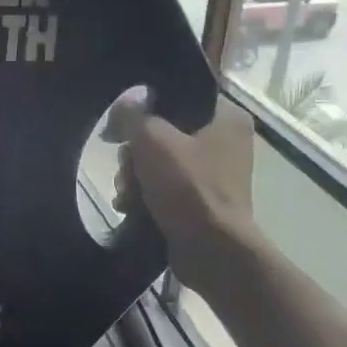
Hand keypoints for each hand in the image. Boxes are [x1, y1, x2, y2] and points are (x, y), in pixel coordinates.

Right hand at [106, 94, 256, 294]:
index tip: (120, 126)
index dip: (144, 108)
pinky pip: (164, 188)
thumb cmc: (188, 188)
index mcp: (226, 117)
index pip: (178, 96)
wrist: (212, 250)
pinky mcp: (200, 202)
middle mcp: (224, 142)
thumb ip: (134, 114)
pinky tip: (130, 208)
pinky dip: (145, 197)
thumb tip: (127, 101)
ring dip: (134, 178)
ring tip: (127, 195)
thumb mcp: (153, 141)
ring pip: (158, 163)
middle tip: (127, 169)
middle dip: (135, 155)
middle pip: (163, 134)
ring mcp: (213, 175)